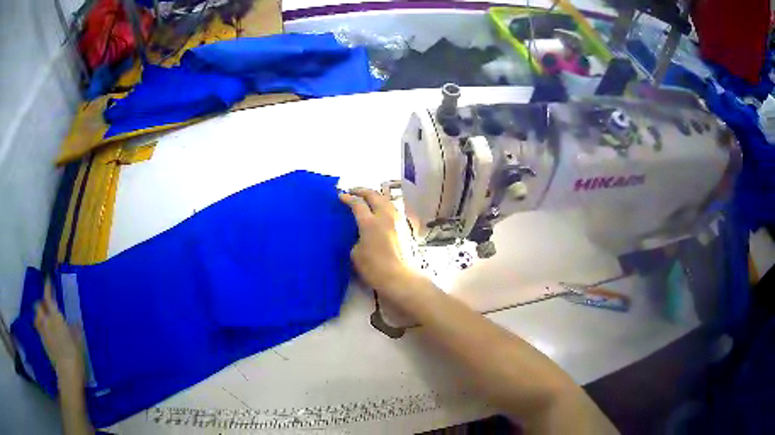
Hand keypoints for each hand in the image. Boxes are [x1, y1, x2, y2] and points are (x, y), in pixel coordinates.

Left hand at [34, 281, 84, 386]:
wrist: (67, 375)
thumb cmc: (75, 356)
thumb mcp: (79, 342)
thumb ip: (74, 329)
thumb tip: (75, 322)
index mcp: (55, 317)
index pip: (48, 297)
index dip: (47, 286)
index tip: (48, 279)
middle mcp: (46, 321)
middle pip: (38, 305)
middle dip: (41, 303)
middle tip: (47, 305)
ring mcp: (43, 332)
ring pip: (36, 316)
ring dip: (39, 314)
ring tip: (44, 317)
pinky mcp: (43, 342)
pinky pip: (38, 328)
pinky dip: (40, 325)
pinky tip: (45, 331)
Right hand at [339, 188, 425, 300]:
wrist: (401, 278)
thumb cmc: (374, 268)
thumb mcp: (356, 254)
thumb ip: (356, 239)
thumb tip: (359, 234)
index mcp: (370, 222)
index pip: (357, 203)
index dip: (347, 198)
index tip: (340, 196)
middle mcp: (385, 216)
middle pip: (374, 195)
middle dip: (362, 191)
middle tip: (353, 191)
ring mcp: (398, 220)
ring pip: (386, 200)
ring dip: (375, 196)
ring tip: (367, 199)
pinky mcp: (406, 227)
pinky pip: (393, 209)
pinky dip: (384, 206)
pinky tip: (381, 212)